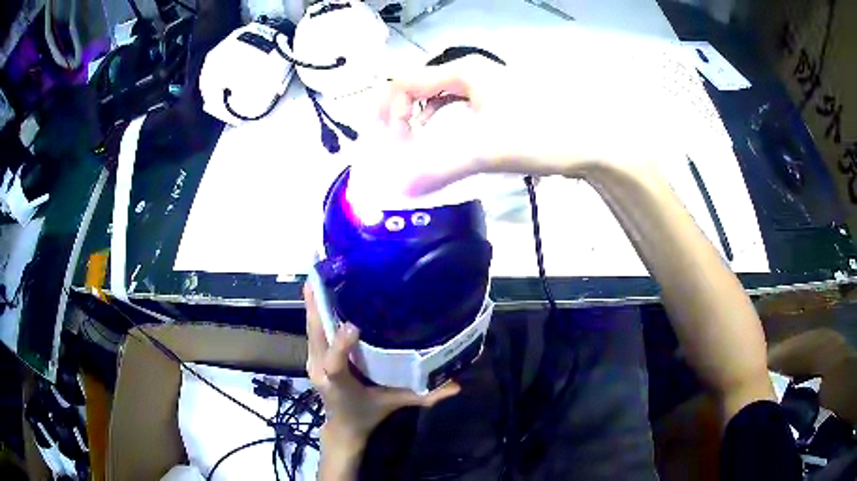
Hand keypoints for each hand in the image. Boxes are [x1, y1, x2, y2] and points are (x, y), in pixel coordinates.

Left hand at [303, 284, 459, 446]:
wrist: (343, 426)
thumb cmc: (366, 414)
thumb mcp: (393, 405)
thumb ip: (422, 396)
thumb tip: (456, 386)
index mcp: (339, 385)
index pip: (336, 366)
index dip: (341, 346)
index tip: (353, 326)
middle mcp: (320, 370)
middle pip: (315, 337)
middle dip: (316, 306)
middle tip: (321, 275)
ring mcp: (314, 361)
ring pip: (311, 329)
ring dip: (314, 302)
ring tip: (320, 273)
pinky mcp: (314, 355)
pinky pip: (314, 330)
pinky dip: (316, 310)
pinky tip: (321, 289)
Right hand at [378, 55, 614, 196]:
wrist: (594, 139)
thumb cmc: (541, 134)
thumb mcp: (486, 151)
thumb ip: (439, 169)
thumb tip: (401, 189)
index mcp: (462, 72)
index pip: (406, 81)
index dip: (389, 109)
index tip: (391, 142)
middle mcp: (472, 72)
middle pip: (421, 86)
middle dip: (403, 113)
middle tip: (400, 144)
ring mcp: (489, 85)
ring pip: (441, 96)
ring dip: (424, 119)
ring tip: (422, 145)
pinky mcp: (502, 101)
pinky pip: (461, 106)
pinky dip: (446, 123)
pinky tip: (453, 143)